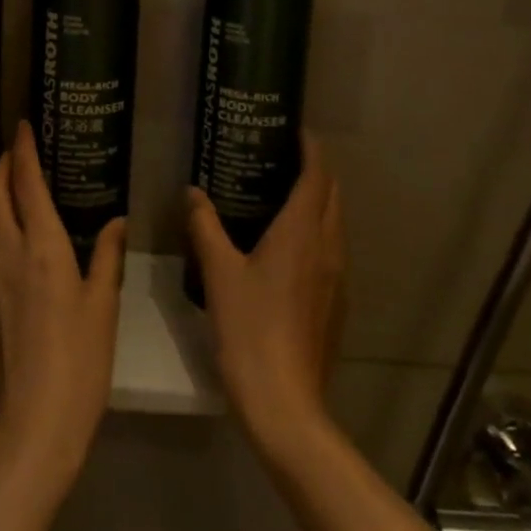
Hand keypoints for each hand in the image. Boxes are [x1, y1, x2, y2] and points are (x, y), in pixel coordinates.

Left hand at [0, 121, 126, 497]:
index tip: (23, 124)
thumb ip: (108, 256)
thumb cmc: (79, 358)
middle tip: (17, 146)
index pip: (25, 183)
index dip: (22, 150)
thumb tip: (117, 221)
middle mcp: (9, 251)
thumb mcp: (103, 304)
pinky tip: (11, 226)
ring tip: (13, 178)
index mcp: (41, 246)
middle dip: (2, 163)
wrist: (34, 419)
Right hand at [186, 132, 345, 458]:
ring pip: (335, 223)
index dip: (311, 148)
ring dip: (318, 201)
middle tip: (281, 158)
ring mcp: (337, 277)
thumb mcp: (219, 272)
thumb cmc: (250, 328)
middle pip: (332, 195)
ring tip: (282, 194)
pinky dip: (317, 231)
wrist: (285, 401)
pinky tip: (287, 246)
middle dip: (316, 171)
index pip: (317, 175)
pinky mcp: (336, 302)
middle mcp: (328, 247)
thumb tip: (192, 193)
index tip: (295, 130)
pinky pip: (331, 250)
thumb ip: (205, 226)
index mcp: (302, 231)